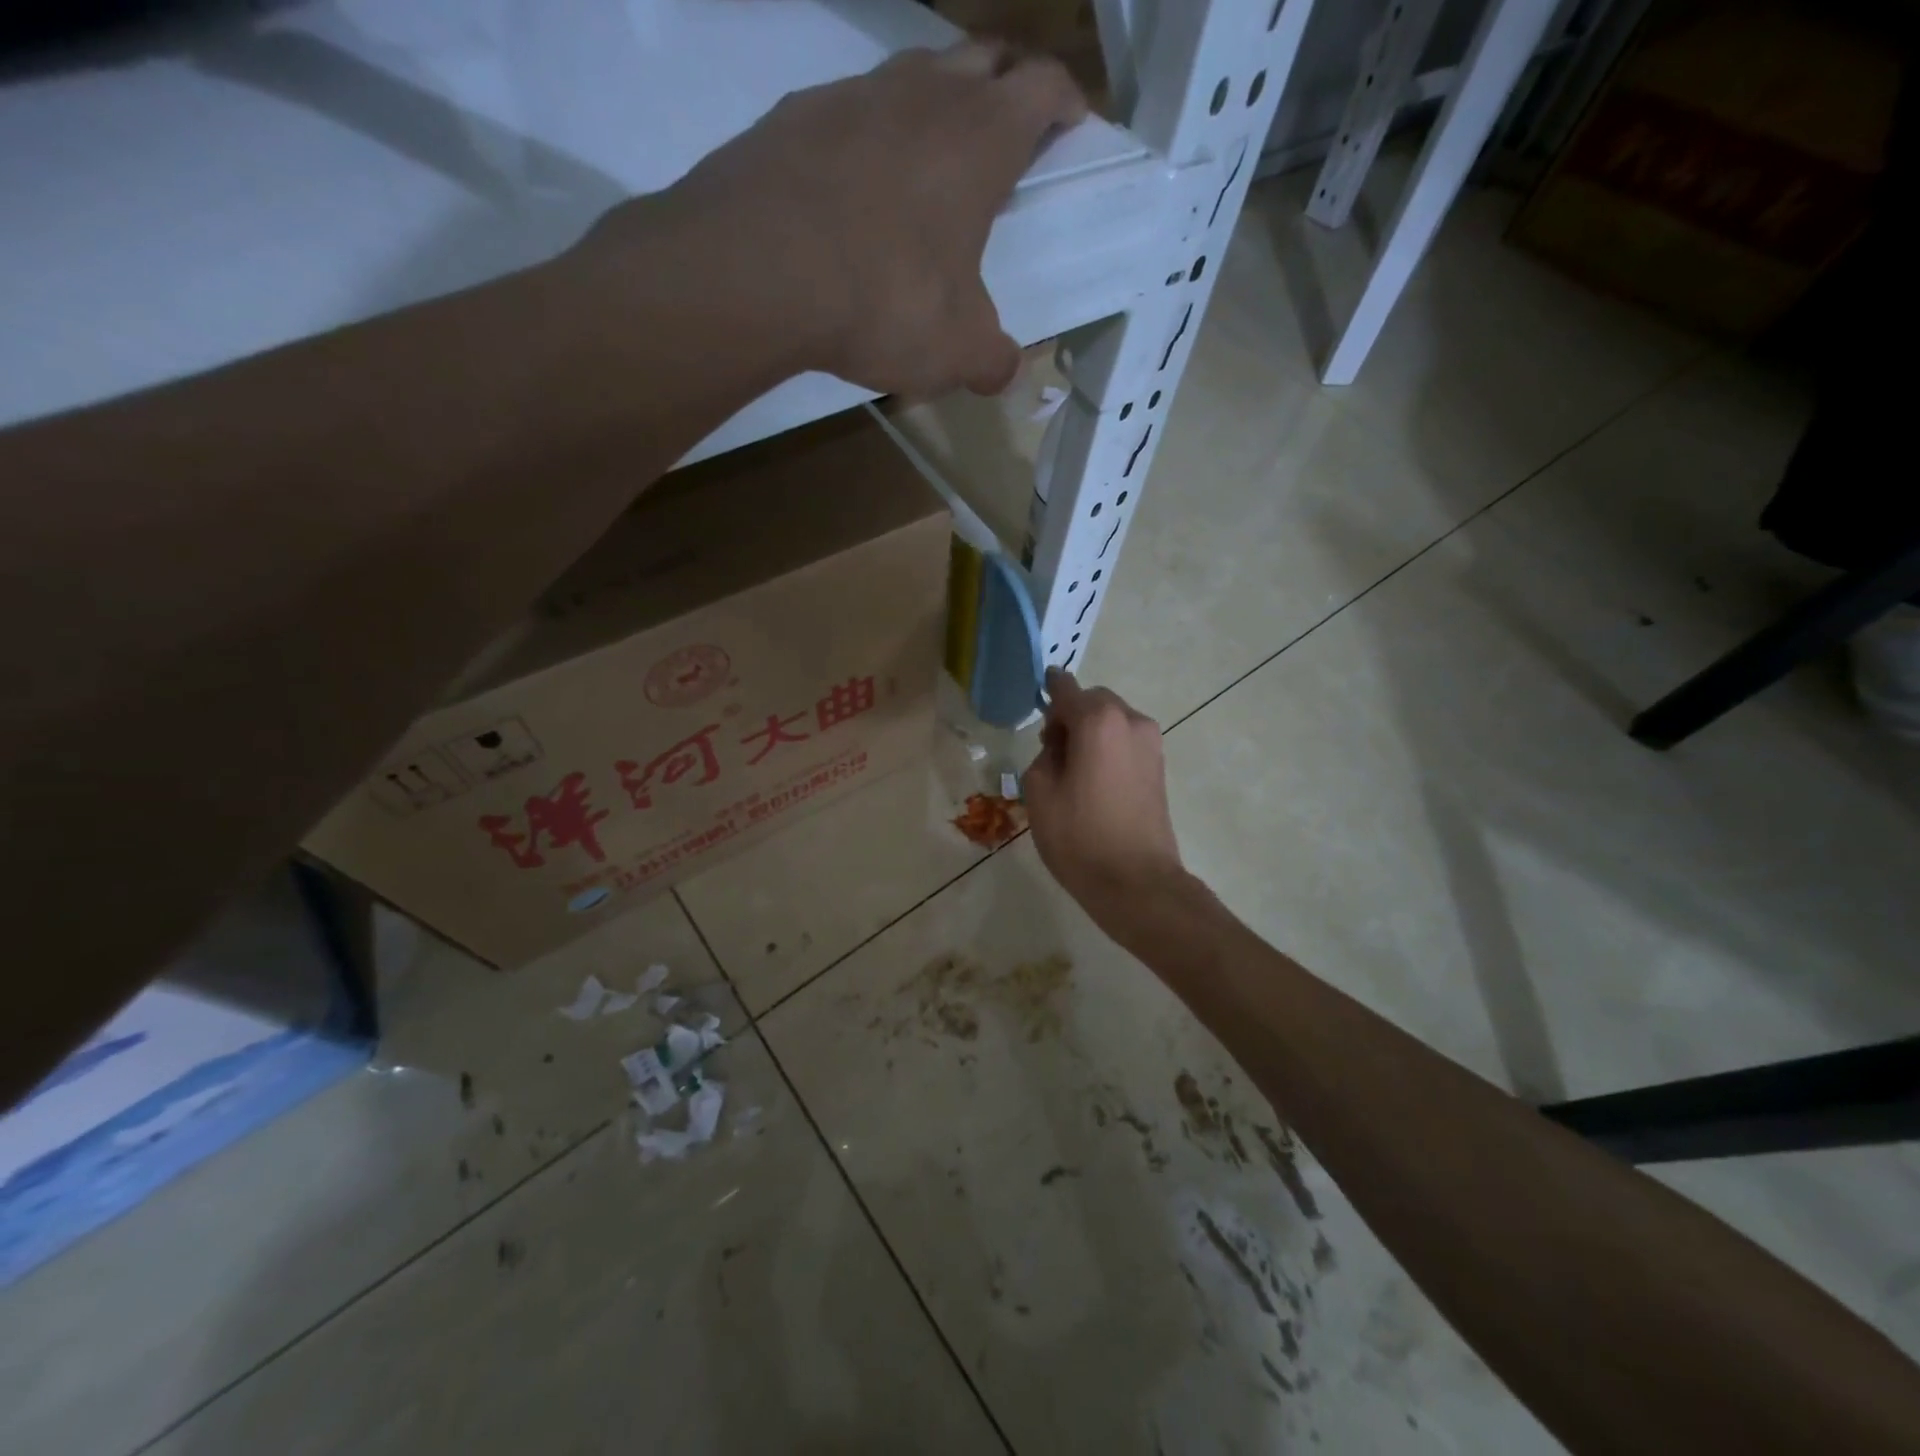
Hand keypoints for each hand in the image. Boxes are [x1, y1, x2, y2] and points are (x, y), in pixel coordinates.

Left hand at [584, 41, 1084, 398]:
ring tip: (928, 164)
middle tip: (1006, 134)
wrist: (757, 271)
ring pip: (912, 75)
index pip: (1043, 87)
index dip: (1066, 102)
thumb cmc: (884, 302)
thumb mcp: (955, 351)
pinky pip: (846, 112)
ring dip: (932, 106)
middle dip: (1005, 86)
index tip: (1073, 124)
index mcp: (980, 140)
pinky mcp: (793, 116)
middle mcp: (922, 96)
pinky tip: (853, 189)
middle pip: (983, 57)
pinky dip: (865, 139)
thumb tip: (1002, 371)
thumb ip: (990, 360)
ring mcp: (852, 95)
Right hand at [1021, 669, 1185, 929]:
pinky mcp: (1159, 766)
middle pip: (1093, 702)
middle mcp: (1130, 720)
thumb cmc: (1079, 836)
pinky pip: (1126, 740)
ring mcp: (1151, 743)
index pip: (1067, 689)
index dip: (1050, 687)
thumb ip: (1045, 753)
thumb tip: (1060, 745)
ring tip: (1072, 768)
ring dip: (1091, 731)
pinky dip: (1108, 746)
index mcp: (1098, 721)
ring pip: (1112, 720)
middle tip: (1050, 747)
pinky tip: (1093, 779)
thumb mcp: (1040, 792)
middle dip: (1071, 714)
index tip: (1040, 686)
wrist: (1135, 881)